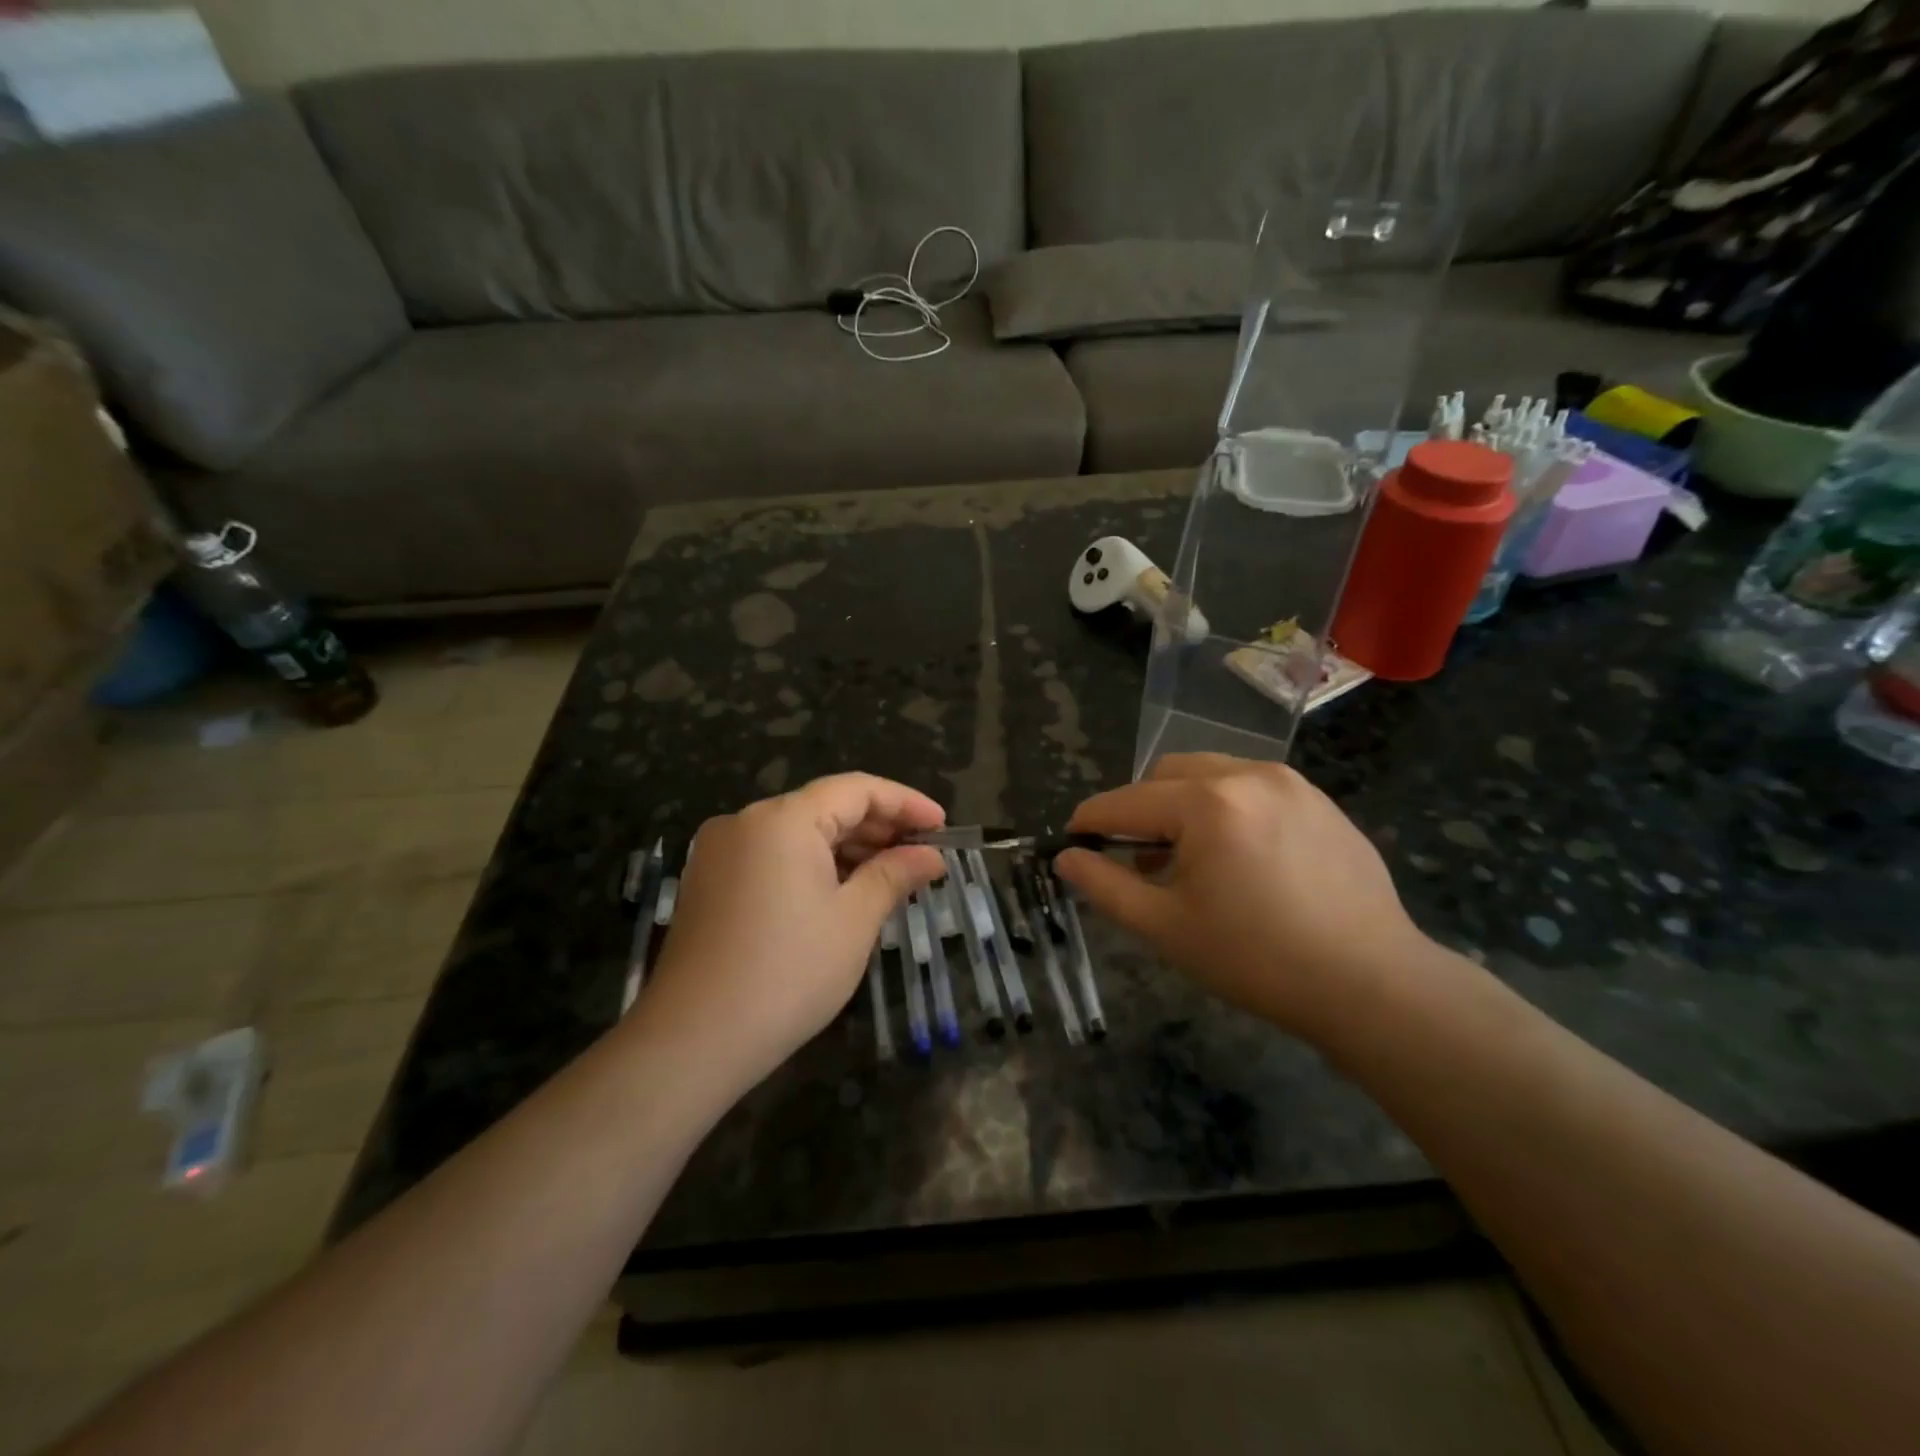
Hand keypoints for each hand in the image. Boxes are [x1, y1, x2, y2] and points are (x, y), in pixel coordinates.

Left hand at [640, 774, 945, 1091]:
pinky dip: (812, 866)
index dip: (905, 802)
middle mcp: (746, 821)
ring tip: (890, 875)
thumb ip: (894, 875)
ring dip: (846, 849)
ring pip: (797, 834)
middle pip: (824, 807)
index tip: (943, 826)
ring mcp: (720, 852)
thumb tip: (931, 856)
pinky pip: (772, 857)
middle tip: (923, 854)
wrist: (691, 1041)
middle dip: (878, 827)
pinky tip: (841, 892)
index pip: (856, 789)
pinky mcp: (708, 883)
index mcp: (783, 819)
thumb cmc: (788, 974)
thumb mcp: (854, 921)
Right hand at [1055, 753, 1431, 1040]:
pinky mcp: (1320, 801)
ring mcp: (1291, 783)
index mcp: (1207, 803)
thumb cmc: (1256, 959)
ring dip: (1184, 805)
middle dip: (1141, 808)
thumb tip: (1066, 857)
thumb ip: (1105, 885)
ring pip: (1211, 774)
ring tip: (1192, 860)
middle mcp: (1248, 775)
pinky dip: (1227, 809)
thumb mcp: (1166, 927)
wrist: (1372, 984)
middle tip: (1140, 859)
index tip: (1071, 840)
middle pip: (1167, 774)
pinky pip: (1253, 788)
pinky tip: (1242, 859)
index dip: (1091, 821)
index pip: (1126, 801)